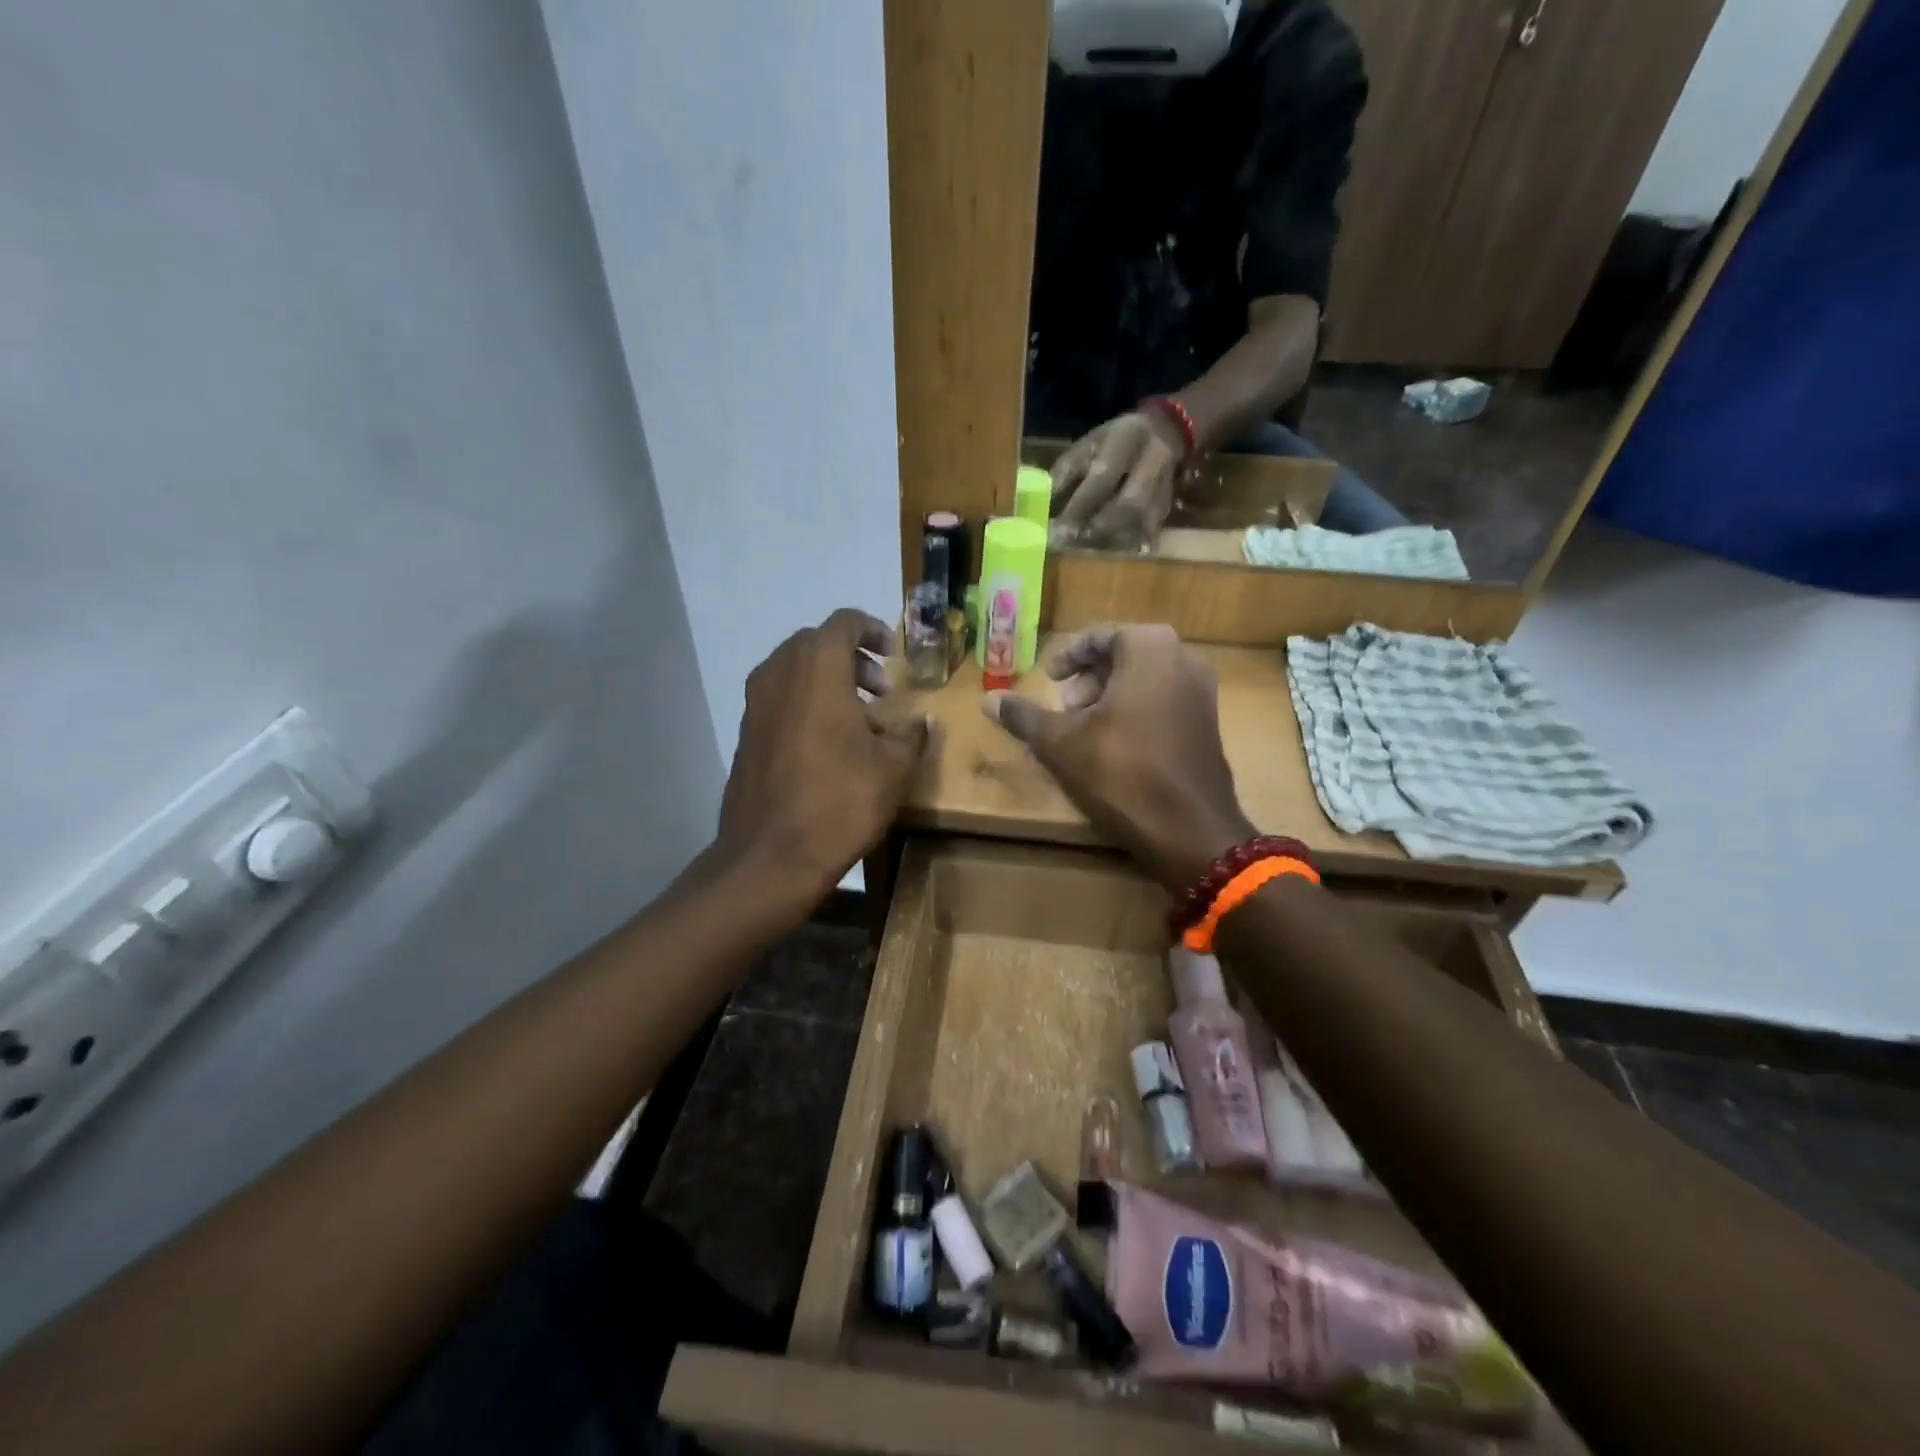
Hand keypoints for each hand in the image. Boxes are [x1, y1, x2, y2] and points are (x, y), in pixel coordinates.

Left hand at [719, 609, 930, 901]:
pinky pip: (780, 699)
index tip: (894, 654)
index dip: (873, 630)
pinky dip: (807, 704)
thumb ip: (911, 734)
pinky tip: (830, 744)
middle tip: (882, 689)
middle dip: (852, 659)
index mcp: (817, 667)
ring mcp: (755, 703)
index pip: (844, 622)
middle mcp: (778, 673)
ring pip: (795, 672)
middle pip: (817, 644)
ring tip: (861, 718)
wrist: (770, 856)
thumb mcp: (893, 768)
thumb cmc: (839, 801)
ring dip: (829, 682)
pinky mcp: (745, 733)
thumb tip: (921, 721)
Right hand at [980, 624, 1256, 892]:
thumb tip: (987, 700)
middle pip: (1124, 655)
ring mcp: (1203, 692)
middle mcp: (1184, 659)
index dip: (1067, 657)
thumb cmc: (1121, 772)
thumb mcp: (1060, 742)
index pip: (1099, 636)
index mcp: (1150, 648)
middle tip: (1064, 707)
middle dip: (1088, 678)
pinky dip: (1135, 710)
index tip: (1048, 679)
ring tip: (1083, 729)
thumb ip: (1024, 716)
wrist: (1188, 829)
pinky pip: (1164, 700)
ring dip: (1109, 696)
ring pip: (1145, 679)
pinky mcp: (1208, 722)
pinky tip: (1113, 745)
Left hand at [1049, 411, 1184, 550]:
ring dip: (1112, 541)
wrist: (1166, 431)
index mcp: (1126, 442)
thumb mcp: (1087, 445)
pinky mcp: (1168, 509)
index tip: (1057, 530)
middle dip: (1099, 528)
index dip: (1080, 507)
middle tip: (1072, 545)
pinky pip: (1149, 534)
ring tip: (1085, 553)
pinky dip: (1127, 548)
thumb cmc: (1115, 441)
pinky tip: (1108, 557)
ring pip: (1141, 523)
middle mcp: (1152, 464)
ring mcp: (1165, 488)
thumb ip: (1065, 471)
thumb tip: (1039, 501)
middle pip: (1130, 505)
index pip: (1103, 479)